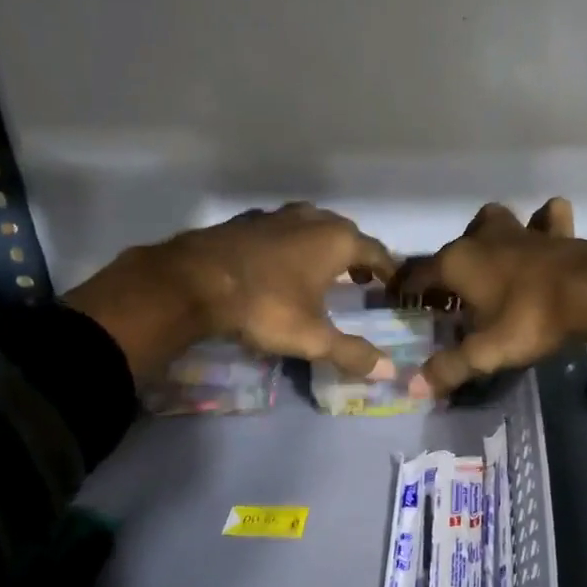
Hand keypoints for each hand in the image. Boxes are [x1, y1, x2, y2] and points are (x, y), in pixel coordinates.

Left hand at [67, 204, 398, 381]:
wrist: (194, 282)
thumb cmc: (265, 306)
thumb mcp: (312, 337)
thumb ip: (351, 353)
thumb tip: (389, 370)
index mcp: (336, 241)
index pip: (375, 251)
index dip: (387, 269)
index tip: (392, 285)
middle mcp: (311, 219)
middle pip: (345, 233)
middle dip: (356, 254)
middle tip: (360, 278)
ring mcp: (276, 216)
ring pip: (311, 226)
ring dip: (322, 246)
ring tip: (322, 270)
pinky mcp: (245, 222)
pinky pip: (281, 230)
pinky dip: (291, 245)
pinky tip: (280, 265)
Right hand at [394, 198, 586, 393]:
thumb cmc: (531, 319)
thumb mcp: (486, 352)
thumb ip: (449, 368)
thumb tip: (414, 387)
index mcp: (458, 262)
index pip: (418, 274)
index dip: (406, 289)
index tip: (400, 301)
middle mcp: (483, 238)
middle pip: (455, 246)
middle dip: (449, 266)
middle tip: (454, 295)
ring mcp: (521, 230)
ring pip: (494, 221)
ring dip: (489, 236)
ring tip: (493, 260)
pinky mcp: (556, 231)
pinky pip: (546, 218)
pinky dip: (544, 224)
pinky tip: (545, 237)